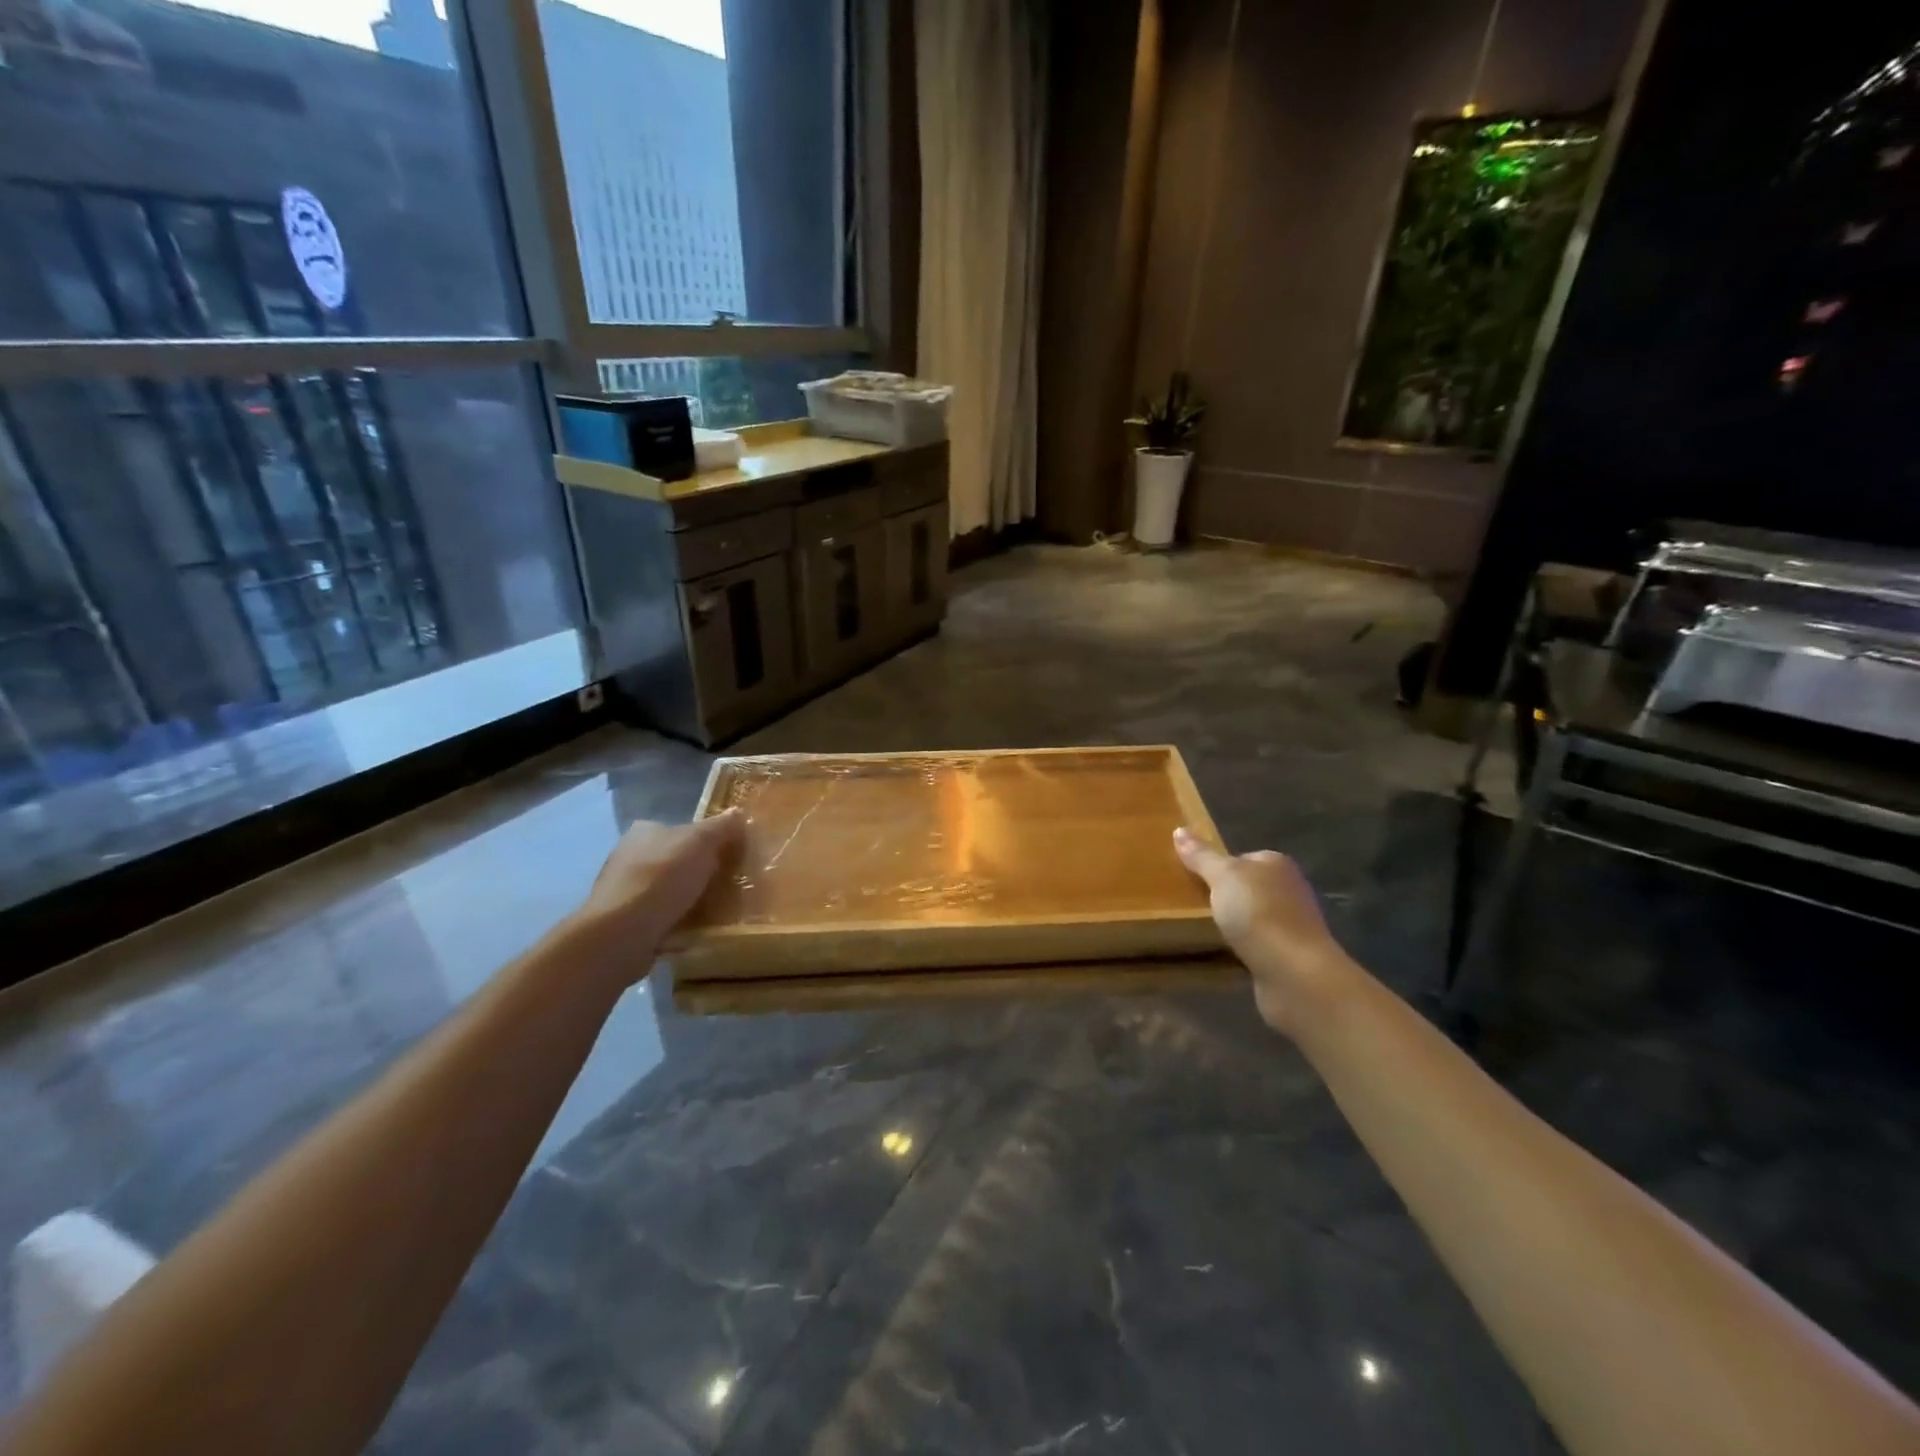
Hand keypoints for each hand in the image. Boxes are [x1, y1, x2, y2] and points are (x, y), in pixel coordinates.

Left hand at [576, 810, 743, 980]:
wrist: (622, 934)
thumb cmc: (662, 878)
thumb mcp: (701, 842)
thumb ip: (721, 827)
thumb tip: (737, 813)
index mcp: (644, 832)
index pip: (680, 830)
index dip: (706, 842)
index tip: (728, 858)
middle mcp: (628, 857)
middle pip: (675, 861)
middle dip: (698, 872)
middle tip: (727, 886)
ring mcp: (623, 892)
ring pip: (667, 891)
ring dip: (688, 900)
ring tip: (716, 912)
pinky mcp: (623, 924)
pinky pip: (660, 919)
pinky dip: (676, 923)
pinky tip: (694, 932)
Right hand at [1173, 829, 1354, 1033]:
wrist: (1295, 974)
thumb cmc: (1258, 914)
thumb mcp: (1222, 877)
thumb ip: (1201, 856)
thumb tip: (1179, 829)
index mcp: (1277, 864)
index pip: (1242, 857)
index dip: (1218, 866)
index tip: (1192, 879)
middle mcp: (1289, 890)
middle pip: (1247, 887)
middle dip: (1224, 897)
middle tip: (1191, 905)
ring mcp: (1291, 925)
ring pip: (1252, 918)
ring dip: (1233, 925)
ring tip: (1201, 930)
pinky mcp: (1288, 957)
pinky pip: (1256, 945)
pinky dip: (1241, 949)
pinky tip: (1223, 954)